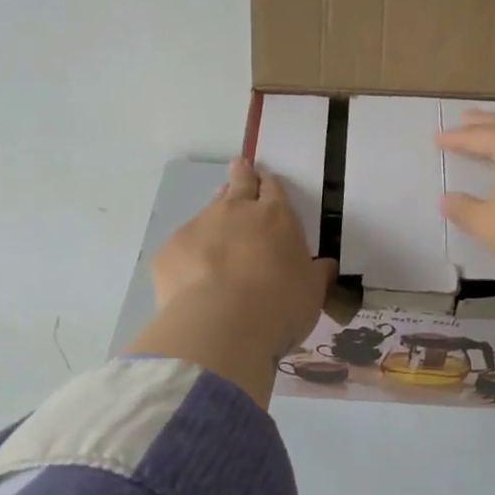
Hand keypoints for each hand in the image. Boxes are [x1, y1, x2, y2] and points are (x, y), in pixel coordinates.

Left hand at [151, 159, 336, 362]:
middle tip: (239, 168)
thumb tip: (325, 266)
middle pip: (238, 184)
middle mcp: (236, 211)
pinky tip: (191, 274)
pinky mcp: (170, 252)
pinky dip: (189, 254)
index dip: (269, 183)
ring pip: (208, 211)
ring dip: (215, 214)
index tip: (265, 178)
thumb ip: (317, 274)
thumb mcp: (312, 292)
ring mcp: (198, 227)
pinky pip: (182, 247)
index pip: (273, 189)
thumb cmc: (280, 305)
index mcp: (276, 217)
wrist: (222, 326)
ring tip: (216, 224)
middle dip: (241, 176)